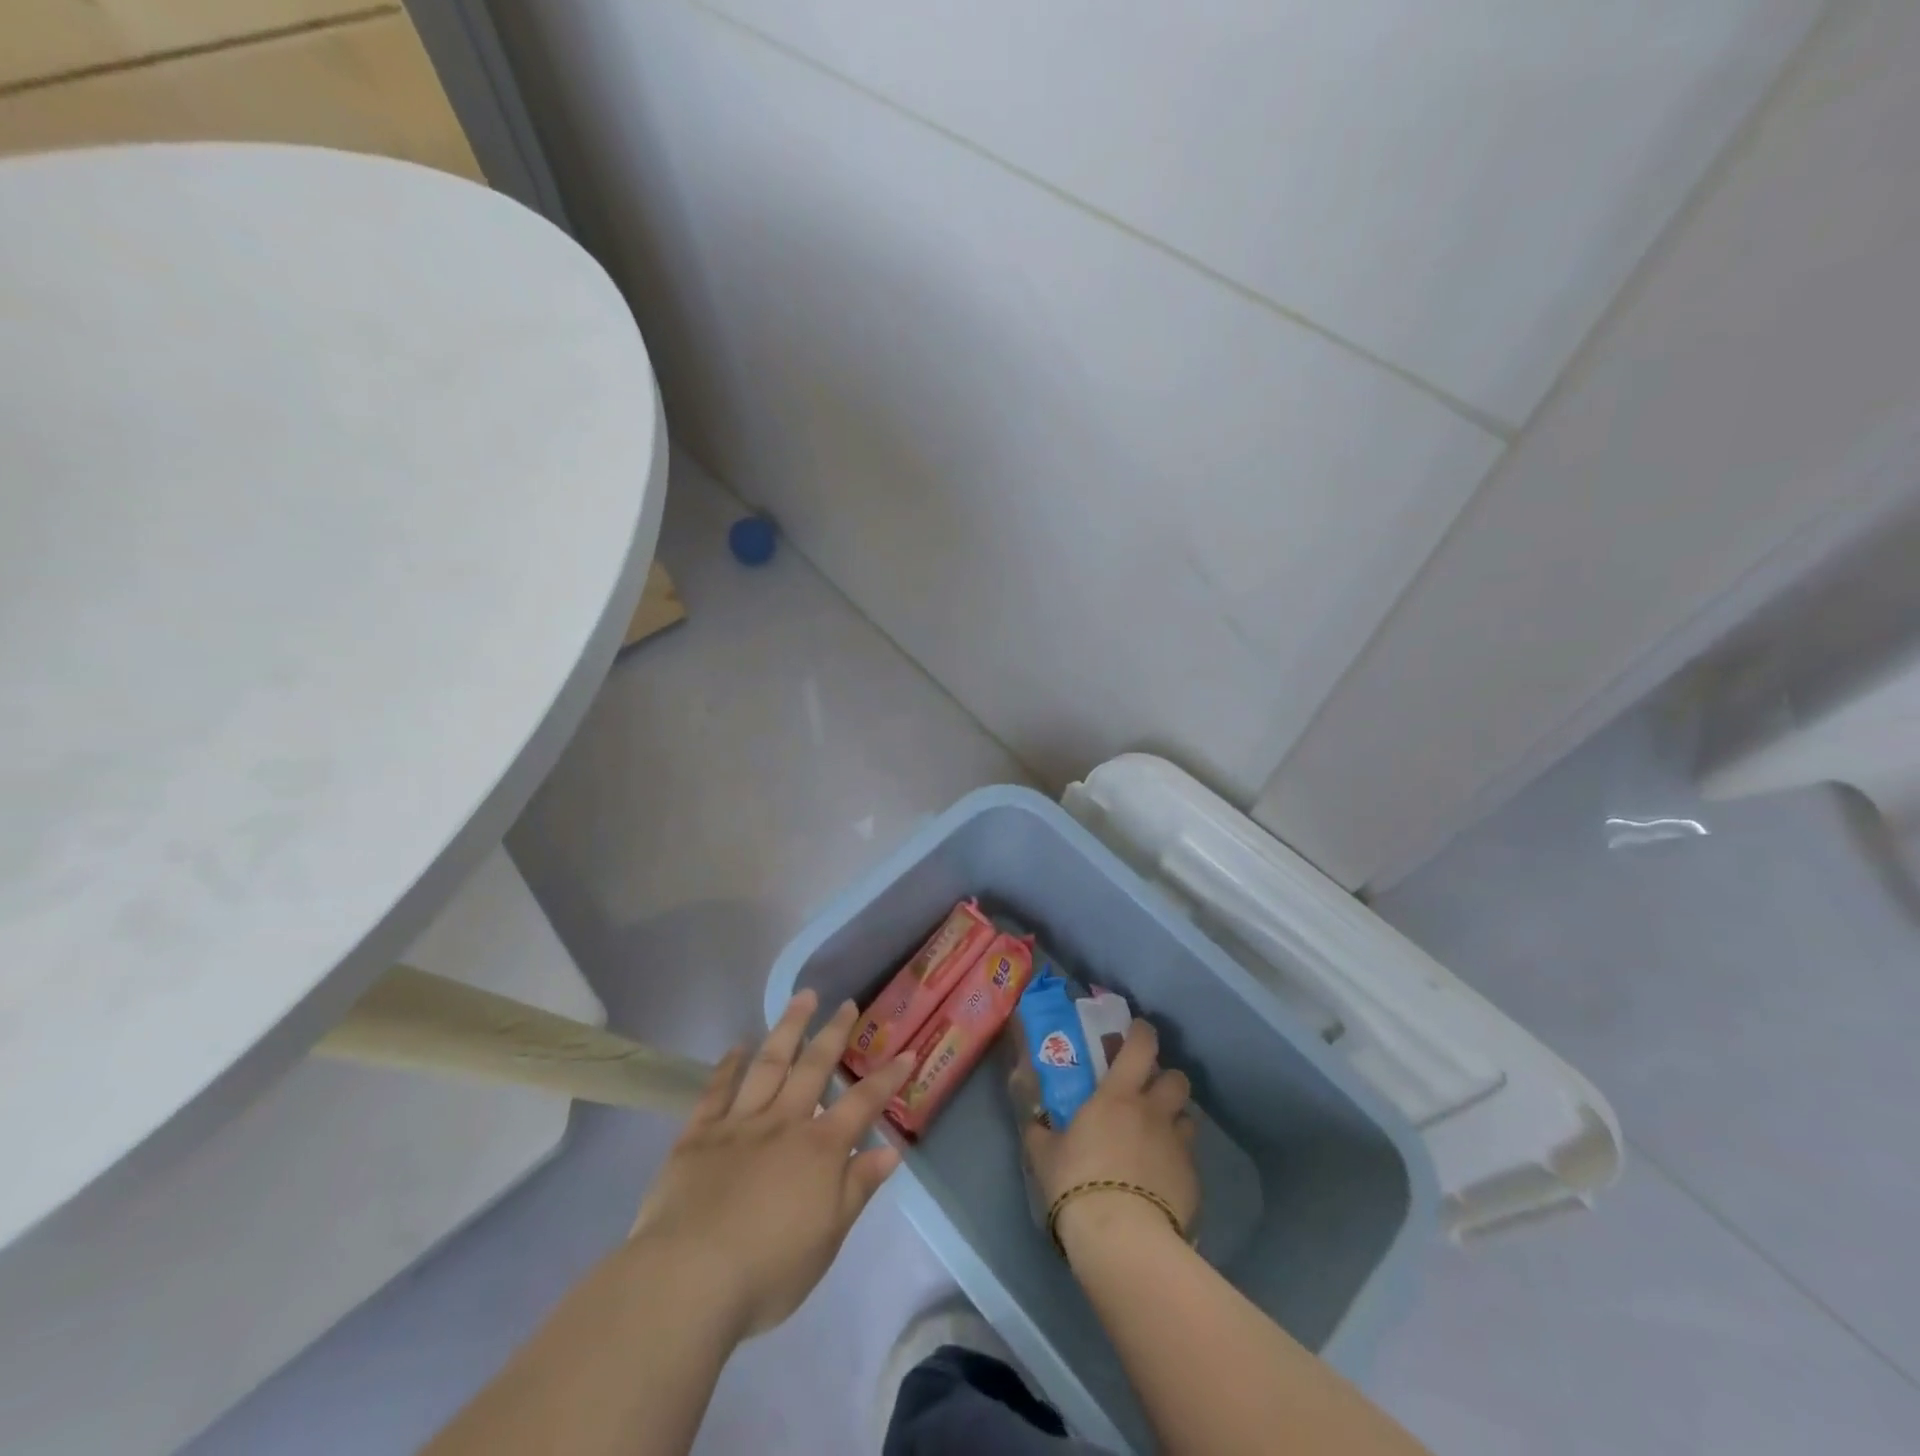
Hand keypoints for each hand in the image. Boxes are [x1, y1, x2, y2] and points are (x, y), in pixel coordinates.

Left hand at [629, 990, 914, 1339]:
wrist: (687, 1280)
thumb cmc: (768, 1270)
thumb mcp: (827, 1239)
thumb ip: (858, 1188)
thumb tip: (890, 1150)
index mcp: (819, 1149)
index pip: (862, 1104)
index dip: (886, 1078)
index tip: (906, 1052)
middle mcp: (783, 1123)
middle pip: (813, 1067)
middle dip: (834, 1033)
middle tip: (847, 1004)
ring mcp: (739, 1123)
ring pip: (769, 1064)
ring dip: (788, 1028)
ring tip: (802, 997)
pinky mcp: (698, 1135)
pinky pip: (716, 1091)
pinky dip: (728, 1065)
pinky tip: (738, 1045)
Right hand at [1022, 1018, 1199, 1243]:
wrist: (1122, 1239)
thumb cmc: (1077, 1183)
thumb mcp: (1045, 1155)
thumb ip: (1041, 1133)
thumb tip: (1034, 1123)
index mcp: (1118, 1095)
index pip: (1141, 1046)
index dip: (1143, 1033)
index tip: (1137, 1031)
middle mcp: (1153, 1112)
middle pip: (1177, 1078)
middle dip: (1167, 1080)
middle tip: (1149, 1094)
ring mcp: (1177, 1146)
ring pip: (1188, 1119)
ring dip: (1175, 1122)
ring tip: (1159, 1139)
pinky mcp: (1193, 1182)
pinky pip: (1190, 1161)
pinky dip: (1178, 1164)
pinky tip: (1162, 1182)